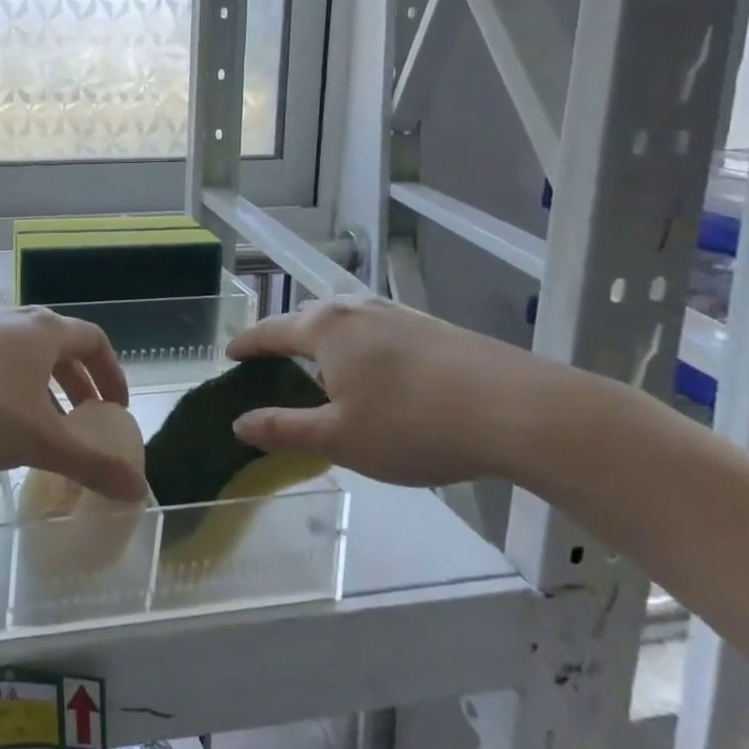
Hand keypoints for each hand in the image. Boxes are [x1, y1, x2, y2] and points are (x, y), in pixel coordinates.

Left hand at [0, 307, 148, 502]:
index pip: (94, 340)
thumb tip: (140, 491)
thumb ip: (91, 464)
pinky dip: (10, 385)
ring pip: (24, 353)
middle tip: (85, 420)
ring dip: (43, 386)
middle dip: (78, 383)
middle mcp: (14, 319)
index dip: (112, 374)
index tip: (117, 408)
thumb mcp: (39, 441)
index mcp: (44, 330)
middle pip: (60, 345)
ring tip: (41, 424)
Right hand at [226, 295, 590, 487]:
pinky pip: (376, 328)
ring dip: (324, 338)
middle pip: (307, 316)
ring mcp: (398, 313)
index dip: (247, 344)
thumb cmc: (413, 425)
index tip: (229, 355)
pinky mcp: (431, 326)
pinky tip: (376, 370)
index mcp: (325, 329)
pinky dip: (359, 344)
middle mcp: (356, 309)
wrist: (519, 410)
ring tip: (322, 365)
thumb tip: (239, 423)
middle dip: (285, 336)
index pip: (271, 330)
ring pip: (345, 319)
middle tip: (273, 362)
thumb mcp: (338, 438)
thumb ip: (284, 428)